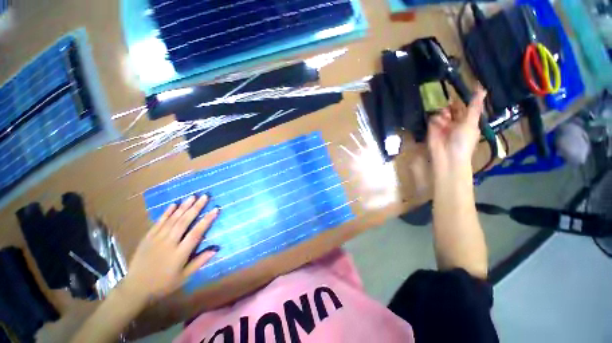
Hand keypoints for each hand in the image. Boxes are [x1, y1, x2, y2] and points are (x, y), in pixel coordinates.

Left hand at [122, 195, 219, 300]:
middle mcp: (168, 243)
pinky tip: (174, 205)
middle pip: (184, 222)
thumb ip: (199, 262)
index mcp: (179, 253)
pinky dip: (166, 213)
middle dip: (196, 208)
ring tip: (193, 196)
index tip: (215, 209)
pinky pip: (158, 223)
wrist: (135, 288)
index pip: (196, 233)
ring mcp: (156, 239)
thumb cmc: (163, 284)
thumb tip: (216, 249)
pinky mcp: (147, 238)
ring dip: (183, 207)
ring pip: (172, 219)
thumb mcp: (184, 277)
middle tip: (204, 196)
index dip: (206, 220)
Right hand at [427, 87, 486, 172]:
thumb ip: (474, 106)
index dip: (465, 99)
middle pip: (452, 108)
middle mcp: (455, 122)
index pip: (466, 107)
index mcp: (467, 121)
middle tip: (451, 102)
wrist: (446, 155)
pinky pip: (433, 118)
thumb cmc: (463, 141)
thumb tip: (482, 88)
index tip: (465, 88)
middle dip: (452, 104)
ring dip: (444, 112)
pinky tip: (438, 122)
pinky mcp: (431, 128)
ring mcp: (442, 125)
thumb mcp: (471, 122)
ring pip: (442, 112)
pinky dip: (435, 118)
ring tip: (445, 117)